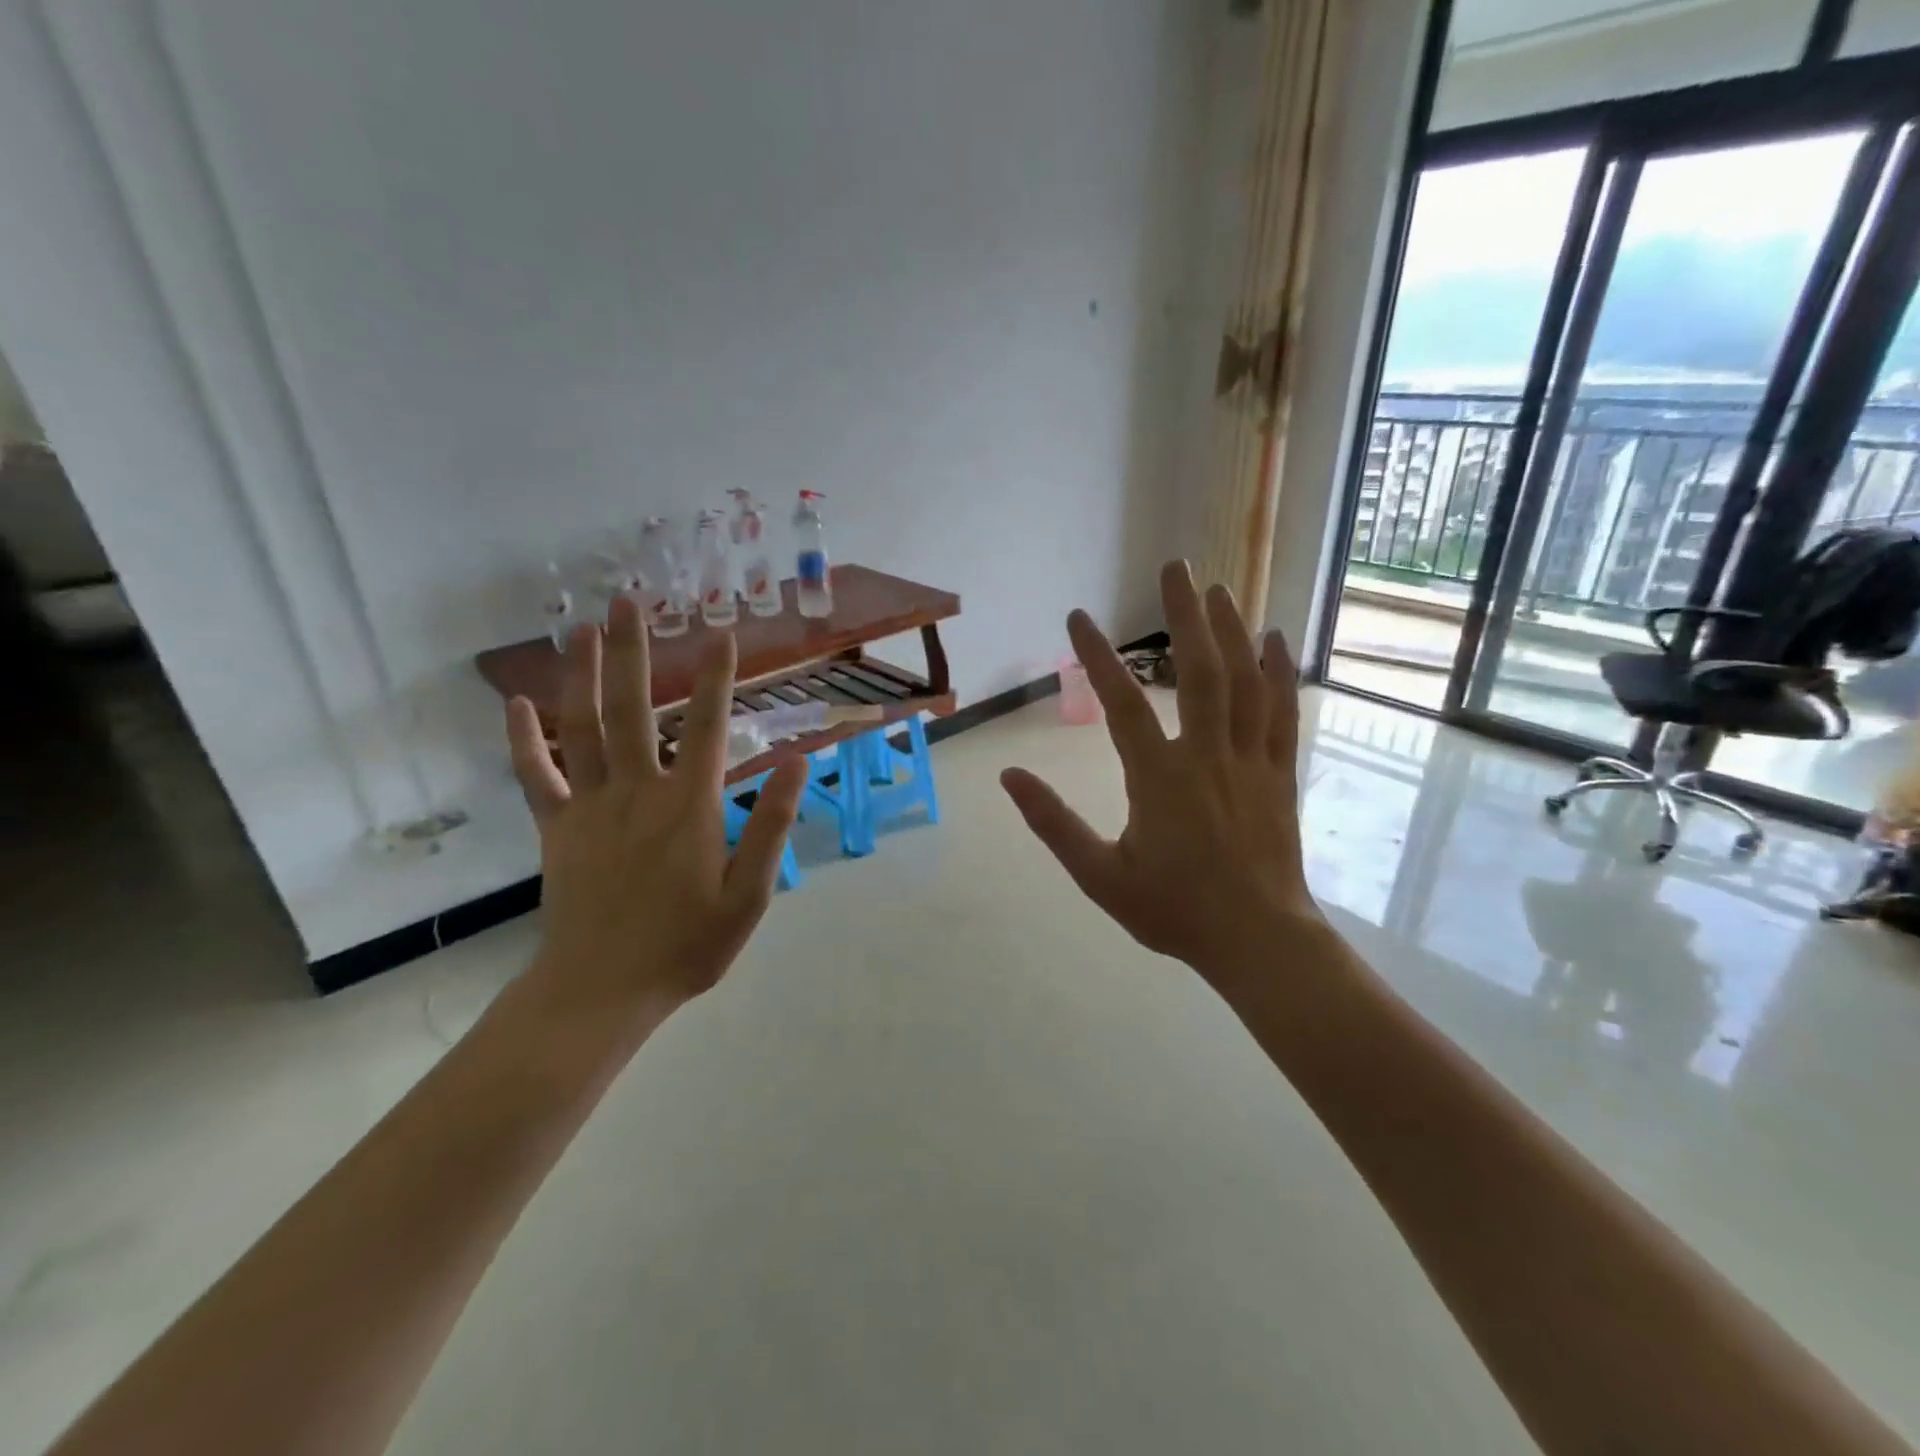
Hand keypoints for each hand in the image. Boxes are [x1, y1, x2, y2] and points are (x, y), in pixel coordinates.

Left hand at [506, 595, 807, 1025]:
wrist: (602, 990)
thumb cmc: (687, 945)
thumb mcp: (751, 894)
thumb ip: (773, 824)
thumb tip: (798, 761)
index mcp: (691, 806)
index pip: (712, 726)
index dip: (719, 678)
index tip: (721, 633)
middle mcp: (639, 790)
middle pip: (635, 708)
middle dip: (634, 651)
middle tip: (629, 600)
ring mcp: (591, 806)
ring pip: (583, 727)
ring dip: (583, 674)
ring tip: (582, 628)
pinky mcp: (557, 827)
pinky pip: (536, 774)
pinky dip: (525, 738)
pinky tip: (518, 703)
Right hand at [1001, 560, 1317, 981]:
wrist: (1258, 941)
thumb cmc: (1174, 911)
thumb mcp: (1099, 876)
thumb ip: (1053, 824)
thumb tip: (1010, 777)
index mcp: (1159, 778)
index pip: (1121, 704)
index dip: (1097, 657)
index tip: (1078, 618)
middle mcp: (1206, 756)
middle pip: (1198, 671)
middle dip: (1185, 614)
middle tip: (1176, 566)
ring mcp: (1250, 761)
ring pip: (1244, 682)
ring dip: (1231, 630)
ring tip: (1218, 589)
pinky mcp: (1279, 774)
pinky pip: (1281, 712)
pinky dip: (1279, 672)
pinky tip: (1275, 639)